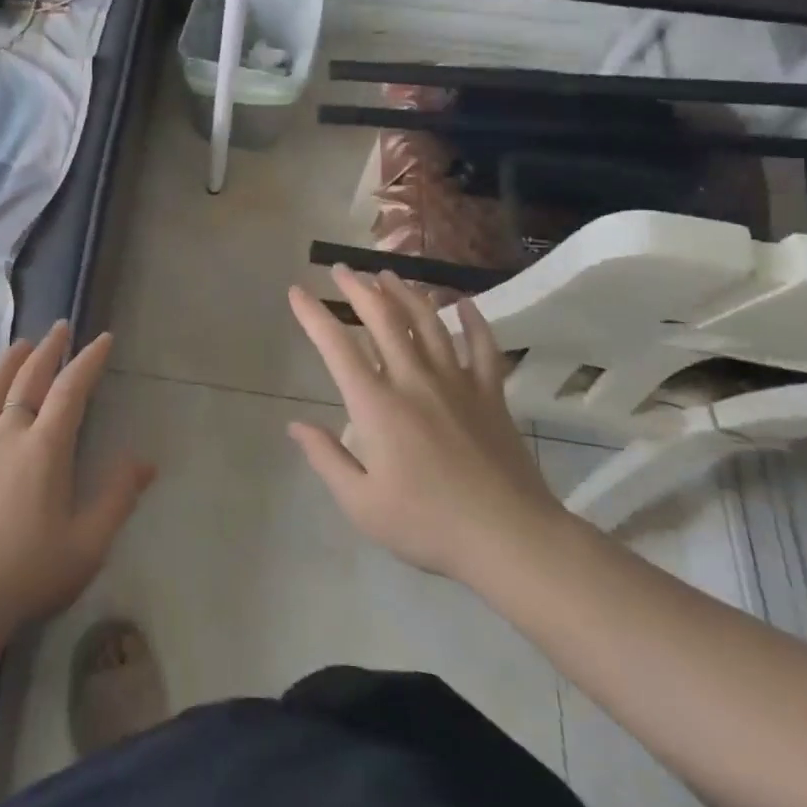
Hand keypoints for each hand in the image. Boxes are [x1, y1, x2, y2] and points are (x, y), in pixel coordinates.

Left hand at [0, 323, 154, 640]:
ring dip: (7, 365)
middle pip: (27, 381)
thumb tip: (145, 460)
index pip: (71, 390)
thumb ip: (117, 497)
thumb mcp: (88, 544)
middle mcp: (7, 437)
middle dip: (48, 351)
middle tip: (59, 328)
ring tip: (20, 345)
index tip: (102, 339)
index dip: (88, 361)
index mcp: (45, 449)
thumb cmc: (29, 574)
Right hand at [287, 268, 568, 587]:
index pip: (337, 346)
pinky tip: (463, 303)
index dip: (313, 314)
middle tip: (342, 268)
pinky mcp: (491, 393)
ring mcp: (457, 382)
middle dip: (358, 287)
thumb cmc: (428, 524)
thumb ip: (326, 458)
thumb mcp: (361, 504)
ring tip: (387, 274)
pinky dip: (473, 320)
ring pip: (428, 322)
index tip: (297, 291)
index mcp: (377, 404)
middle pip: (384, 318)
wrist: (510, 538)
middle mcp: (414, 380)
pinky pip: (482, 346)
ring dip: (405, 292)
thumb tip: (295, 424)